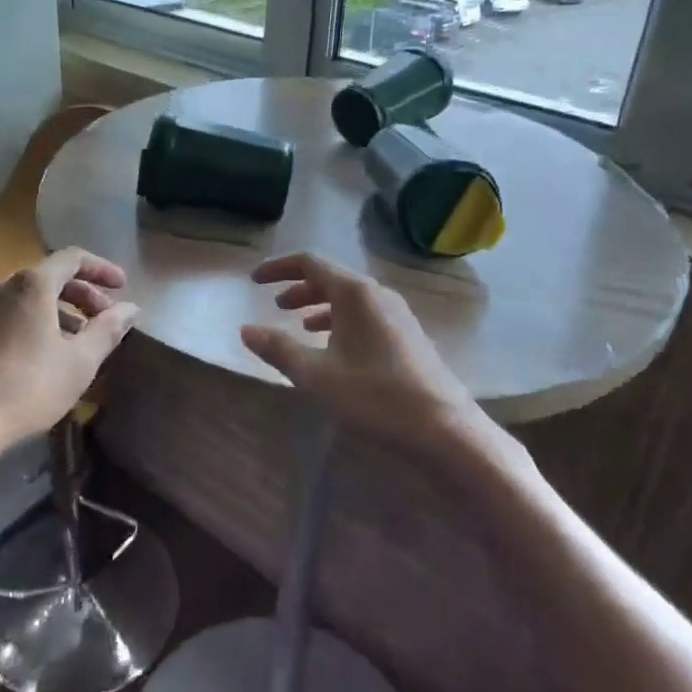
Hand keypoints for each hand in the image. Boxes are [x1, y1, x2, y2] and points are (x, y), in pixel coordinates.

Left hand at [0, 248, 137, 456]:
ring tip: (83, 340)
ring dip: (63, 312)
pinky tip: (51, 355)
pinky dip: (41, 323)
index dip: (102, 269)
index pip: (73, 258)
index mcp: (33, 284)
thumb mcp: (80, 360)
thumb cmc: (28, 385)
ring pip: (33, 298)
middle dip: (84, 294)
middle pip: (52, 277)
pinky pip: (16, 315)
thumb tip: (131, 308)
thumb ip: (109, 329)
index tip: (123, 287)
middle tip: (106, 317)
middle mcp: (6, 286)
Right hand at [241, 252, 475, 453]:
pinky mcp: (408, 335)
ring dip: (320, 306)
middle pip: (331, 278)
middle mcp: (377, 294)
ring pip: (349, 298)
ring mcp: (397, 314)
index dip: (279, 268)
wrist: (445, 429)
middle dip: (299, 288)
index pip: (310, 262)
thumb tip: (246, 330)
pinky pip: (365, 315)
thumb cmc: (376, 397)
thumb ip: (279, 349)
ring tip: (299, 325)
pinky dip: (341, 321)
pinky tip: (334, 348)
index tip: (255, 280)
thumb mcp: (317, 375)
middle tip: (275, 305)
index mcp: (354, 293)